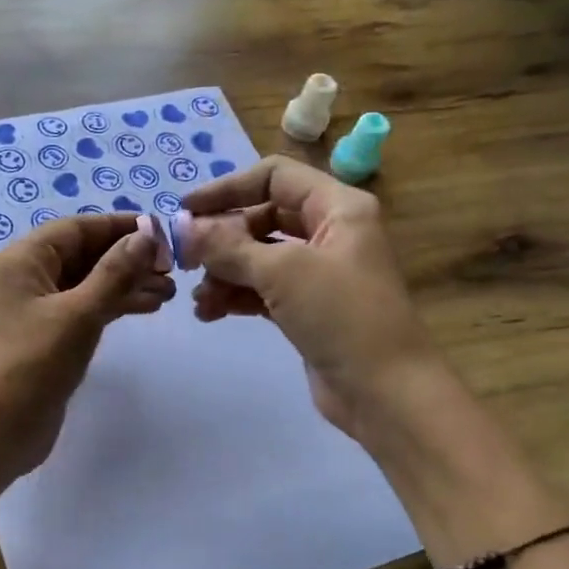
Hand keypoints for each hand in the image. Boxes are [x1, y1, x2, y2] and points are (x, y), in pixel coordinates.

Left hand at [0, 215, 174, 482]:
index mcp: (23, 260)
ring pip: (87, 283)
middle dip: (128, 258)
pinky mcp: (46, 338)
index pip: (78, 228)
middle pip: (84, 254)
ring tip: (169, 292)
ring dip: (126, 283)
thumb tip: (146, 235)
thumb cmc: (31, 366)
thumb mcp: (78, 314)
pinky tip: (145, 308)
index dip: (121, 227)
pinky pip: (84, 309)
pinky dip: (113, 306)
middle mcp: (26, 277)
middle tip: (172, 269)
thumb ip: (115, 273)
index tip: (164, 234)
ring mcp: (35, 310)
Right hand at [184, 156, 431, 438]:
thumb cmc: (341, 316)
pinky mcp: (308, 308)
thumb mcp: (282, 272)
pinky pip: (262, 289)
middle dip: (222, 238)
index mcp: (338, 207)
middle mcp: (330, 232)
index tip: (186, 211)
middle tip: (186, 260)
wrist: (385, 391)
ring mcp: (319, 273)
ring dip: (224, 273)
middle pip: (262, 217)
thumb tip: (182, 228)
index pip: (274, 177)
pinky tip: (211, 312)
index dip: (228, 189)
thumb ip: (228, 246)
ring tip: (201, 299)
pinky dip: (236, 296)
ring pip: (259, 257)